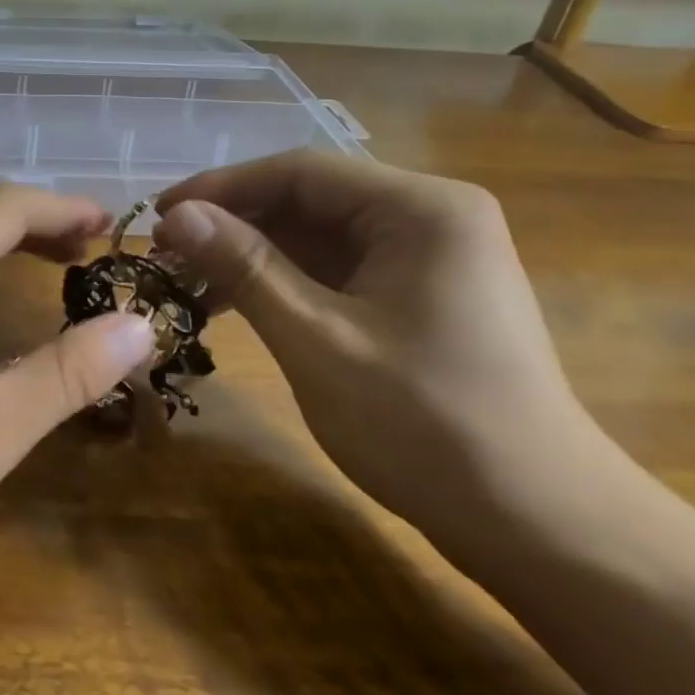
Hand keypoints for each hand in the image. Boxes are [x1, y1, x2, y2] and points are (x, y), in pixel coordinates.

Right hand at [154, 152, 639, 567]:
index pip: (300, 171)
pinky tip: (235, 305)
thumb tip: (177, 215)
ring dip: (252, 257)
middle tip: (165, 256)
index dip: (220, 188)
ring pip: (318, 238)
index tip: (157, 216)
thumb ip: (245, 268)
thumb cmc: (425, 425)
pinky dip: (283, 285)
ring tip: (187, 283)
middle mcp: (429, 217)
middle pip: (309, 200)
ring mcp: (427, 259)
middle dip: (233, 224)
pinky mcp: (419, 297)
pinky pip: (336, 272)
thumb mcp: (318, 340)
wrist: (538, 523)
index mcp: (420, 209)